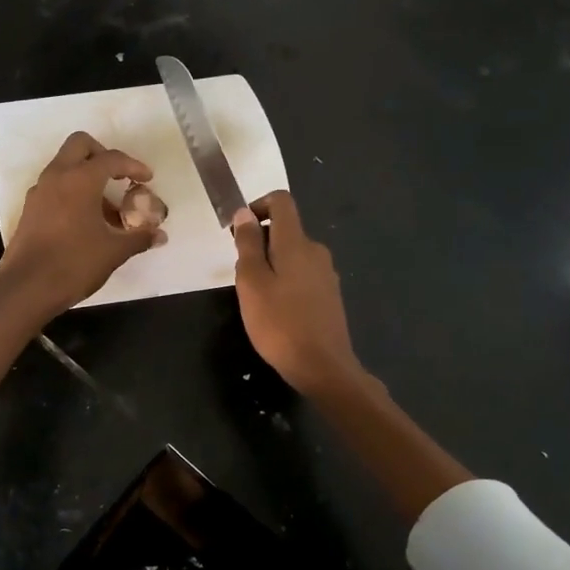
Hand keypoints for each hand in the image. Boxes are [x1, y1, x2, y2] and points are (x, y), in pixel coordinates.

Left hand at [0, 131, 164, 319]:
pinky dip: (72, 192)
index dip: (133, 165)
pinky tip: (85, 222)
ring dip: (87, 177)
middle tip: (119, 178)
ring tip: (107, 210)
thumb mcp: (114, 252)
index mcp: (80, 179)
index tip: (147, 178)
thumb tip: (159, 235)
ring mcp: (39, 192)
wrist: (26, 289)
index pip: (111, 158)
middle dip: (103, 155)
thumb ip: (139, 238)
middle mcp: (56, 177)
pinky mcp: (30, 209)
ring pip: (65, 166)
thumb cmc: (74, 264)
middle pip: (80, 145)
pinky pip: (54, 187)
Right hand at [232, 191, 362, 396]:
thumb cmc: (279, 323)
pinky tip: (276, 311)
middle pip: (285, 230)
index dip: (258, 206)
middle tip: (241, 274)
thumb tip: (245, 212)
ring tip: (256, 297)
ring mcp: (326, 274)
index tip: (239, 232)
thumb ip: (247, 244)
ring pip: (292, 254)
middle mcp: (316, 251)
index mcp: (296, 242)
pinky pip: (302, 275)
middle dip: (259, 242)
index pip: (281, 201)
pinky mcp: (330, 295)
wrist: (323, 367)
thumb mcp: (251, 282)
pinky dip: (285, 281)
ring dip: (271, 265)